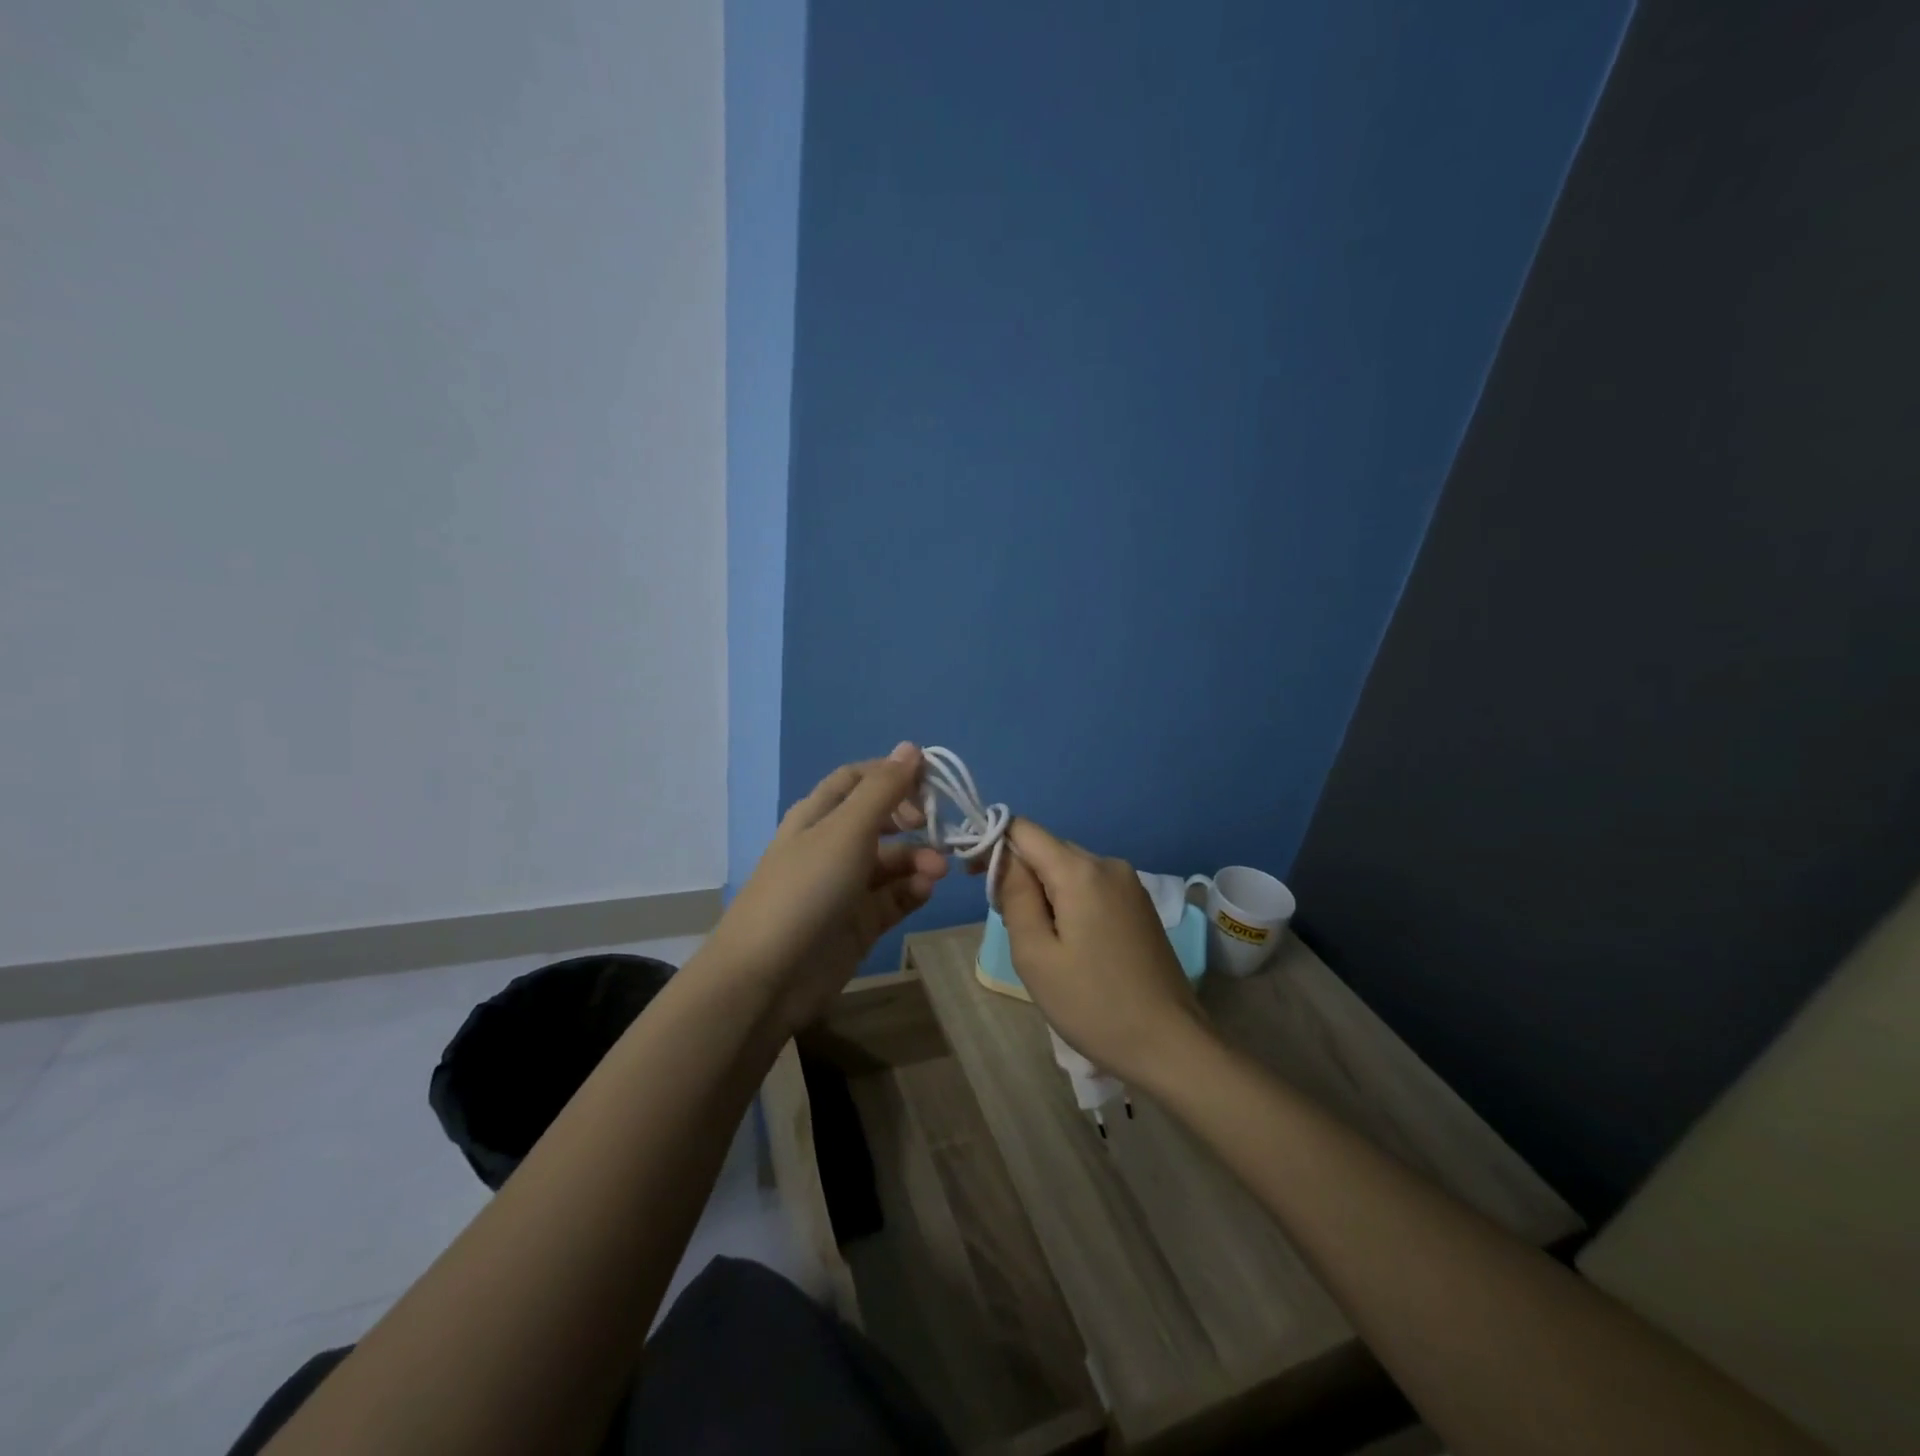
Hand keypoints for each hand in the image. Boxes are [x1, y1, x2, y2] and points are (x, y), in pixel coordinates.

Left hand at [708, 744, 947, 1033]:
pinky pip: (893, 897)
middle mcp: (831, 845)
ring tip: (937, 871)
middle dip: (913, 820)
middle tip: (940, 828)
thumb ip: (884, 789)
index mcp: (818, 815)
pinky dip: (912, 890)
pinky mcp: (858, 923)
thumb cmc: (806, 888)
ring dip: (918, 859)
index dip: (894, 774)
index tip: (932, 780)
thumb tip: (911, 747)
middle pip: (881, 820)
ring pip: (892, 862)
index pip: (859, 779)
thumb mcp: (846, 830)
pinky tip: (925, 890)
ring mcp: (845, 887)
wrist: (767, 977)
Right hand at [997, 818, 1212, 1086]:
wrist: (1170, 1044)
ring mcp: (1130, 884)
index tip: (975, 879)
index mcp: (1081, 871)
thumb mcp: (1035, 954)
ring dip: (1045, 891)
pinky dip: (1070, 902)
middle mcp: (1109, 864)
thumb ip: (1015, 895)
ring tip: (1042, 943)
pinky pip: (1092, 886)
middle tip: (1011, 926)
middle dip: (1020, 875)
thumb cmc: (1093, 1004)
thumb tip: (1004, 857)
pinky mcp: (1140, 905)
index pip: (1024, 829)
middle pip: (1048, 849)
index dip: (993, 845)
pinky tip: (1073, 945)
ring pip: (1070, 869)